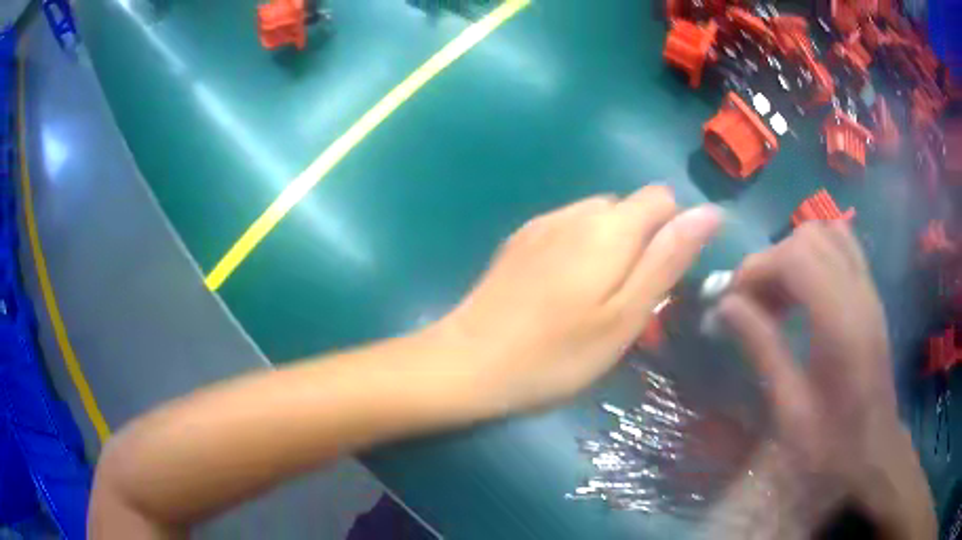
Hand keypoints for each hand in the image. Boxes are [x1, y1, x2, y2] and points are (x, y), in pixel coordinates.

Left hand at [433, 186, 721, 417]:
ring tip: (594, 299)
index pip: (662, 198)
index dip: (674, 231)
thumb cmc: (557, 353)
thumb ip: (669, 259)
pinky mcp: (518, 240)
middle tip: (628, 300)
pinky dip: (579, 250)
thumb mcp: (626, 315)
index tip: (663, 278)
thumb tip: (709, 213)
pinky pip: (566, 230)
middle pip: (629, 208)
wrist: (468, 362)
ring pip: (597, 219)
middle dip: (641, 242)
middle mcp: (576, 211)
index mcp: (609, 226)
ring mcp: (541, 223)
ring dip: (610, 247)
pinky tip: (560, 291)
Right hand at [717, 222, 934, 538]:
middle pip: (808, 237)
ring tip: (777, 295)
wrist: (873, 450)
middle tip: (753, 301)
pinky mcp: (870, 295)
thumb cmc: (830, 442)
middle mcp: (858, 293)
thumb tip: (726, 306)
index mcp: (840, 322)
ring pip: (826, 234)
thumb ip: (763, 347)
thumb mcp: (790, 406)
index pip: (794, 257)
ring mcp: (868, 289)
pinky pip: (842, 247)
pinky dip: (815, 254)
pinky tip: (803, 291)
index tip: (731, 301)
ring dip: (793, 254)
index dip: (756, 268)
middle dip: (772, 260)